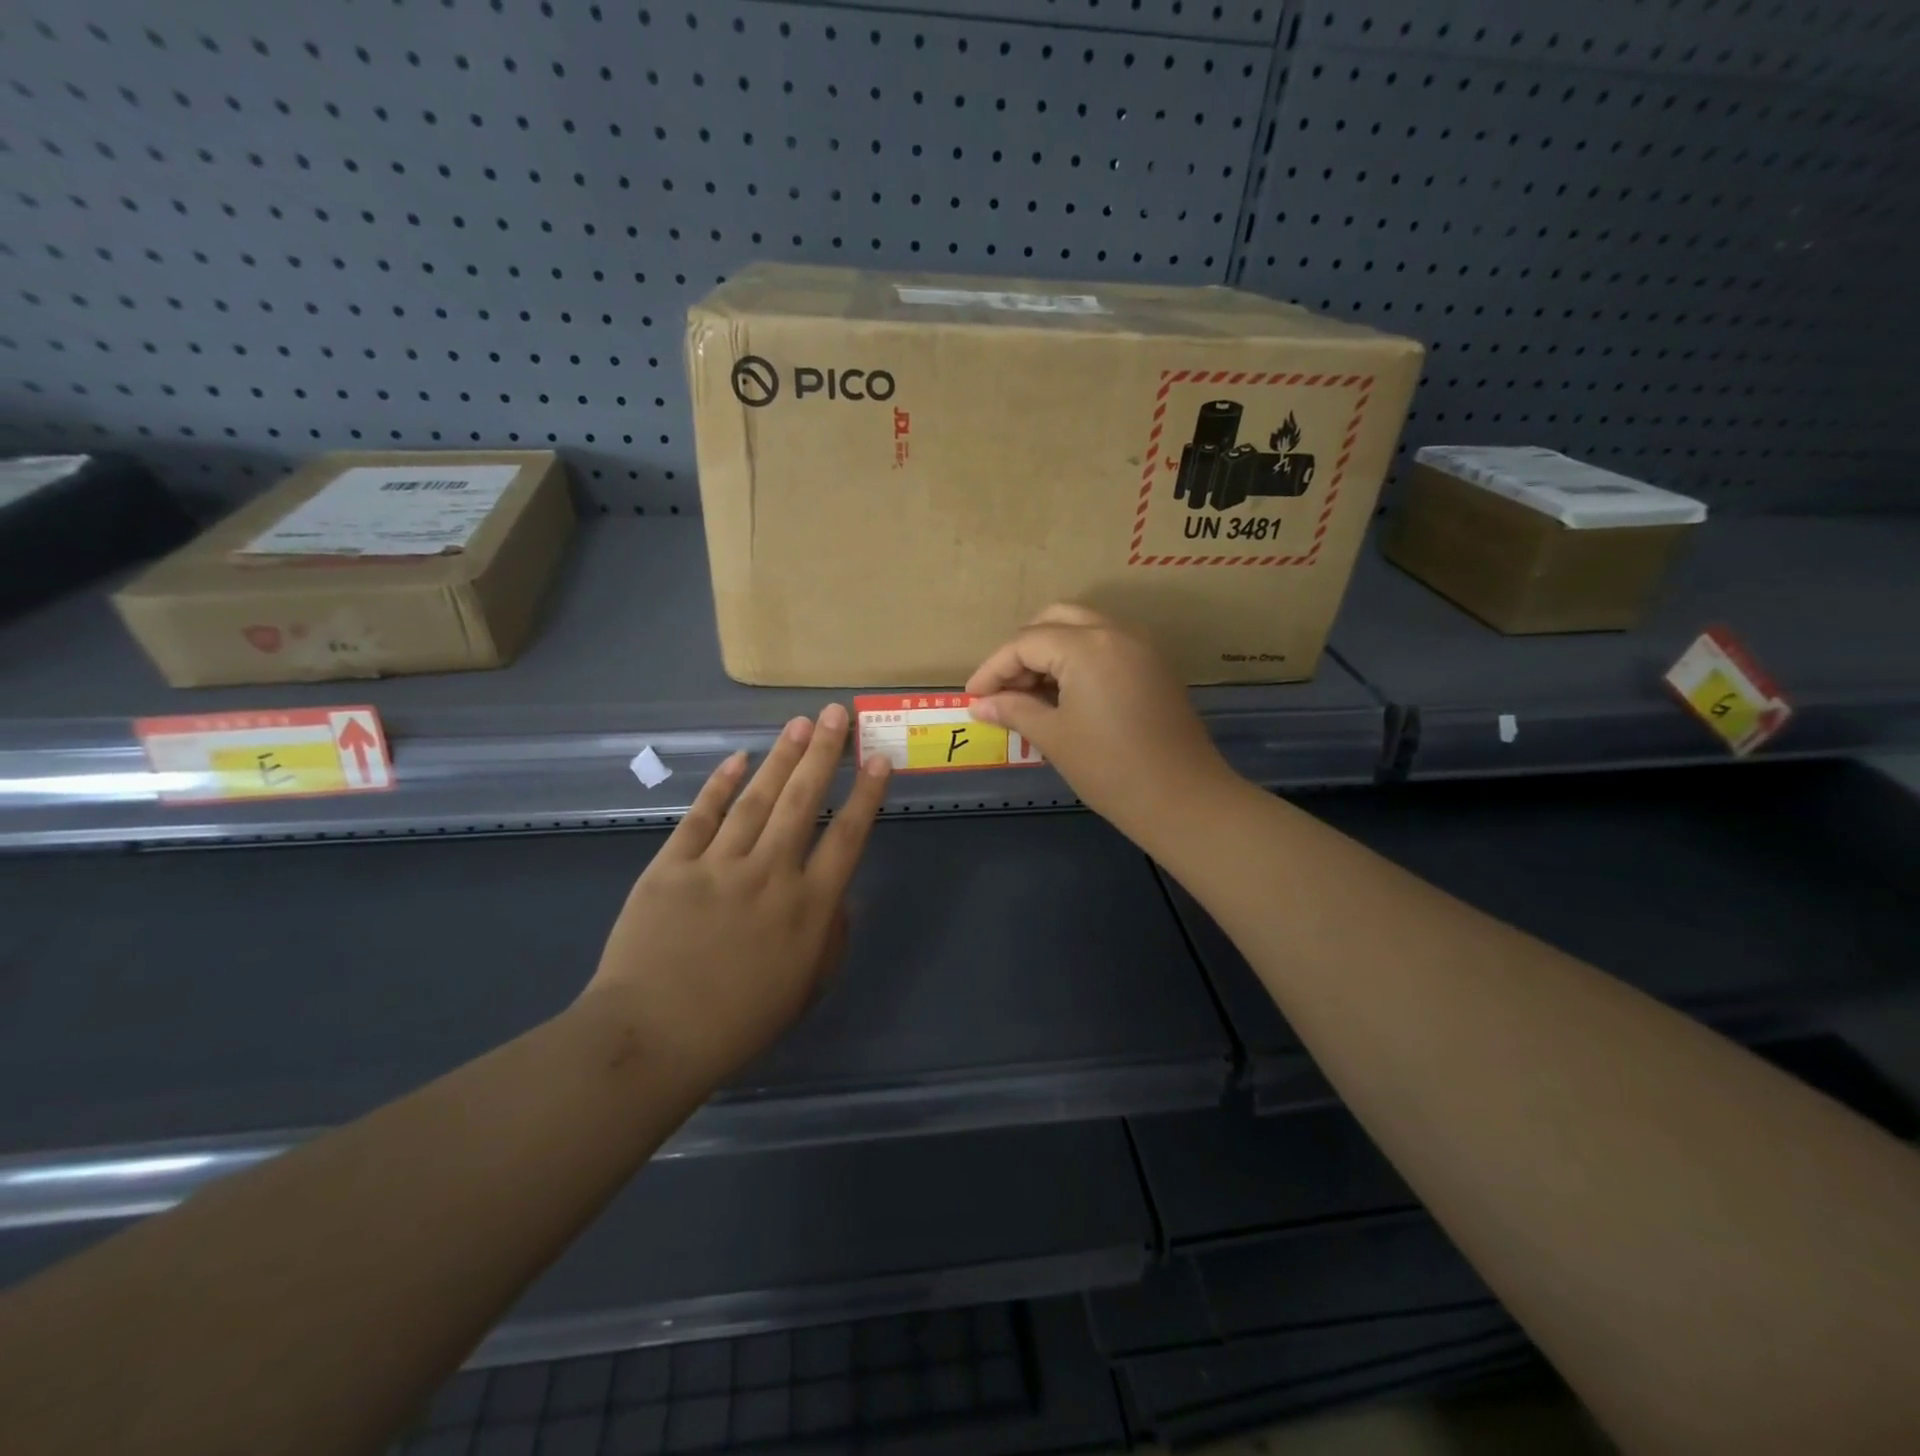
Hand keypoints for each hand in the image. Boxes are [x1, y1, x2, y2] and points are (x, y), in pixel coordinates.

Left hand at [581, 705, 890, 1086]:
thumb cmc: (737, 1024)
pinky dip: (720, 786)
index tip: (878, 759)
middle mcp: (770, 874)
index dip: (866, 795)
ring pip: (756, 799)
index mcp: (807, 907)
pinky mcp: (672, 866)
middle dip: (824, 754)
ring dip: (781, 758)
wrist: (651, 1038)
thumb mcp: (805, 989)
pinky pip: (702, 817)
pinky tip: (737, 759)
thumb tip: (838, 894)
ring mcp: (718, 866)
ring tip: (800, 724)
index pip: (846, 836)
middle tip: (836, 714)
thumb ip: (829, 937)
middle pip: (802, 801)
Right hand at [965, 605, 1236, 844]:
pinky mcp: (1154, 665)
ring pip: (1083, 628)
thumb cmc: (1110, 769)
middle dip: (1022, 649)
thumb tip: (981, 704)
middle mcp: (1115, 632)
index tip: (973, 697)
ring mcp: (1140, 646)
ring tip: (1030, 693)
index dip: (993, 669)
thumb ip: (1014, 710)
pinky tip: (1064, 694)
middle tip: (1004, 687)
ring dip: (1051, 650)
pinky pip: (1106, 644)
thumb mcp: (1053, 737)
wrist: (1183, 799)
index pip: (1025, 643)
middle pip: (1054, 619)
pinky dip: (1078, 658)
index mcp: (1087, 646)